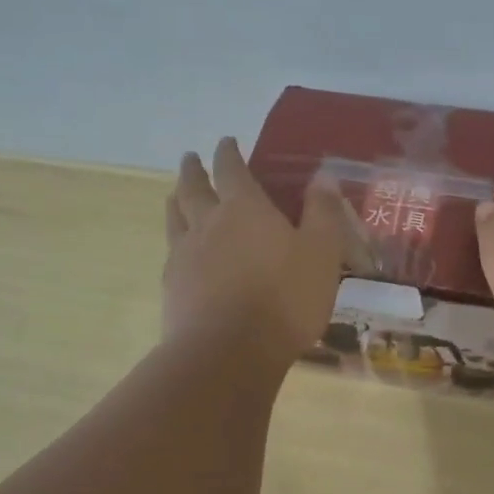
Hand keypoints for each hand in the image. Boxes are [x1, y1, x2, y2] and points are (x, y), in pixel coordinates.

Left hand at [164, 137, 346, 364]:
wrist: (228, 352)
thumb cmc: (284, 298)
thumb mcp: (321, 253)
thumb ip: (323, 212)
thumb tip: (323, 176)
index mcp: (245, 209)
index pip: (232, 169)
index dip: (228, 152)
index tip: (226, 141)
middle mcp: (208, 223)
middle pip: (193, 188)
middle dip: (193, 170)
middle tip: (190, 158)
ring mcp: (184, 254)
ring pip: (175, 217)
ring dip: (176, 199)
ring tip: (176, 194)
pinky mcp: (172, 286)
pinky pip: (170, 252)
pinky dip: (175, 240)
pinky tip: (177, 249)